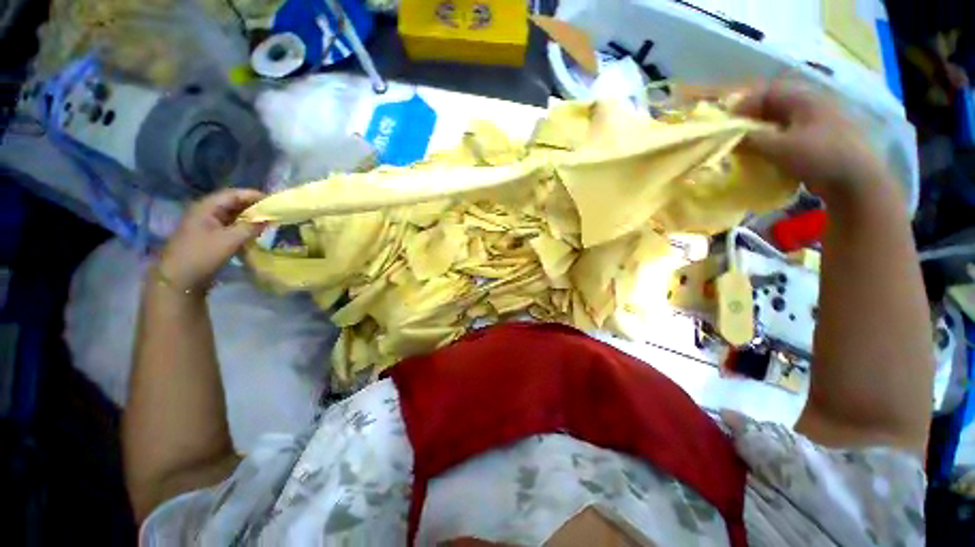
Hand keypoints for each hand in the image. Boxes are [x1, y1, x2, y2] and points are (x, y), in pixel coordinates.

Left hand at [158, 189, 264, 293]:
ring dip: (249, 217)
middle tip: (273, 212)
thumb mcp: (230, 240)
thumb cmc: (203, 254)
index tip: (274, 201)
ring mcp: (206, 224)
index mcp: (207, 207)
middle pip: (232, 203)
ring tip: (267, 222)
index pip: (233, 194)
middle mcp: (205, 211)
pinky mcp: (209, 236)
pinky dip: (242, 226)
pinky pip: (229, 226)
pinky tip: (254, 232)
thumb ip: (251, 227)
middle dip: (253, 206)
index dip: (253, 195)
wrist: (179, 278)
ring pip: (232, 215)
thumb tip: (269, 219)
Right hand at [733, 83, 888, 202]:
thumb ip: (750, 140)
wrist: (855, 180)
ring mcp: (818, 121)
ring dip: (762, 131)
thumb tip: (728, 137)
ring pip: (782, 121)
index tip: (727, 123)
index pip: (767, 92)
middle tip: (734, 135)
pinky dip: (775, 140)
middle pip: (774, 105)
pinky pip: (791, 133)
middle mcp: (812, 104)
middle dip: (752, 119)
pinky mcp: (820, 138)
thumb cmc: (817, 157)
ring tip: (748, 146)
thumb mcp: (778, 148)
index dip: (744, 105)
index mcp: (804, 99)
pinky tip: (767, 154)